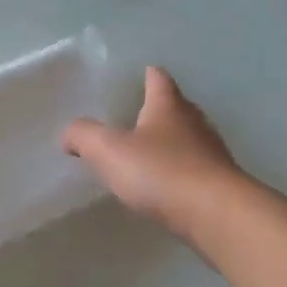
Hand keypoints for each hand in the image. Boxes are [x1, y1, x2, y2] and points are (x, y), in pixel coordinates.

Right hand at [62, 67, 245, 242]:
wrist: (216, 214)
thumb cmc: (161, 172)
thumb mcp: (109, 150)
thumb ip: (84, 136)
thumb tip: (68, 133)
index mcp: (168, 107)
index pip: (159, 80)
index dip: (149, 75)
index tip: (142, 72)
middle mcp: (194, 123)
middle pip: (177, 108)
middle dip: (159, 110)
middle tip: (137, 115)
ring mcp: (211, 153)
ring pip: (188, 139)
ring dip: (171, 143)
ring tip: (148, 153)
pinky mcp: (219, 183)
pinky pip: (195, 169)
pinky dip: (180, 171)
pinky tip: (166, 186)